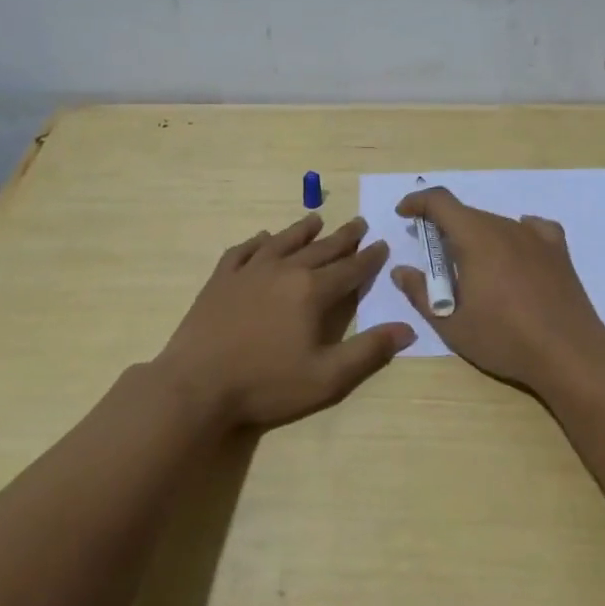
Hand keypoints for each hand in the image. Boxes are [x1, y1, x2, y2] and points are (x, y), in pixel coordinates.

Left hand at [155, 213, 413, 429]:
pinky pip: (243, 250)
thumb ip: (369, 351)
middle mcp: (284, 270)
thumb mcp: (327, 377)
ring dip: (302, 230)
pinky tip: (262, 238)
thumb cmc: (266, 384)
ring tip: (315, 219)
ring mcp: (249, 271)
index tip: (382, 245)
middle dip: (343, 237)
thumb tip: (408, 329)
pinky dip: (257, 241)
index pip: (350, 268)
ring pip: (283, 241)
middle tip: (359, 223)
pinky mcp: (221, 279)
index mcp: (312, 291)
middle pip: (321, 248)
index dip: (369, 258)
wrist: (196, 386)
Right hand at [390, 187, 604, 396]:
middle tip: (436, 262)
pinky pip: (532, 229)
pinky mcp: (558, 251)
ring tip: (475, 271)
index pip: (440, 202)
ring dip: (477, 237)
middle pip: (468, 215)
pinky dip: (515, 235)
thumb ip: (420, 294)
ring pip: (497, 224)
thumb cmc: (504, 339)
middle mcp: (505, 227)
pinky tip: (515, 252)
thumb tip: (401, 271)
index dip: (418, 202)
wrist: (569, 352)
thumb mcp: (452, 325)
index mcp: (475, 238)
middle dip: (445, 229)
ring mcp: (535, 237)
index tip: (404, 215)